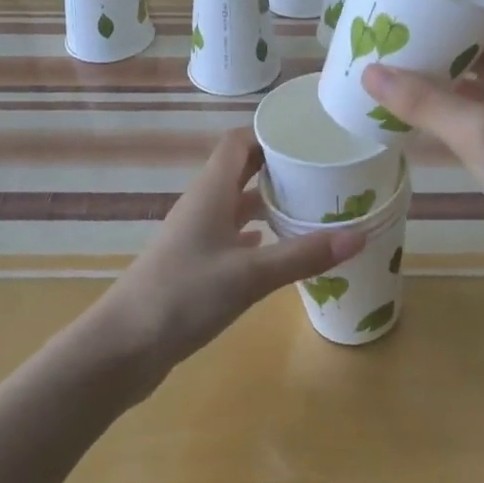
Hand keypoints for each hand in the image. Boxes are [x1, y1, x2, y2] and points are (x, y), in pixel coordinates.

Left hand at [89, 129, 364, 395]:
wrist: (122, 348)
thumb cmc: (183, 296)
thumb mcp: (250, 275)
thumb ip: (303, 255)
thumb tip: (360, 235)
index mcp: (211, 192)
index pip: (238, 143)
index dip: (269, 134)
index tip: (308, 137)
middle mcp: (202, 206)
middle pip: (239, 171)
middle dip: (276, 167)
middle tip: (320, 171)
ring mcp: (195, 237)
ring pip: (235, 205)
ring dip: (266, 202)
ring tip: (308, 206)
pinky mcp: (194, 266)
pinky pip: (230, 237)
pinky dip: (255, 236)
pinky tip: (275, 247)